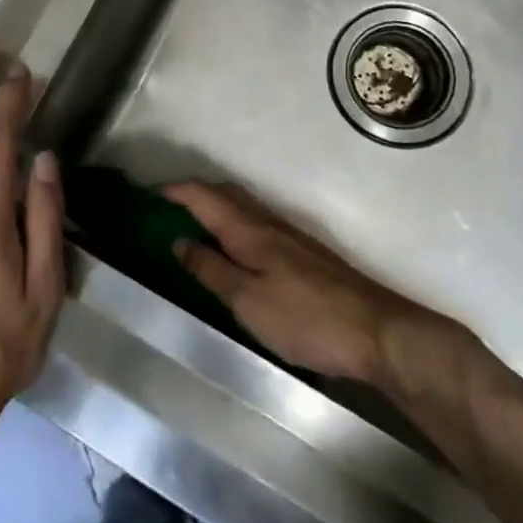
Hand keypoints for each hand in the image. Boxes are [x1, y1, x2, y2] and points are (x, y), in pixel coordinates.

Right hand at [164, 181, 449, 387]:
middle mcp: (267, 223)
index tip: (148, 193)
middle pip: (224, 194)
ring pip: (242, 208)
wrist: (375, 331)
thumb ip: (211, 269)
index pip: (204, 196)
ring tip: (191, 225)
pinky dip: (233, 225)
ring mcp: (289, 236)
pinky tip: (232, 249)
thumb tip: (179, 241)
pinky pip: (256, 224)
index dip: (175, 191)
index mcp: (248, 229)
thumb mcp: (247, 301)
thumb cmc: (304, 317)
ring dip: (214, 207)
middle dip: (193, 194)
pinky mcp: (303, 254)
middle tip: (165, 208)